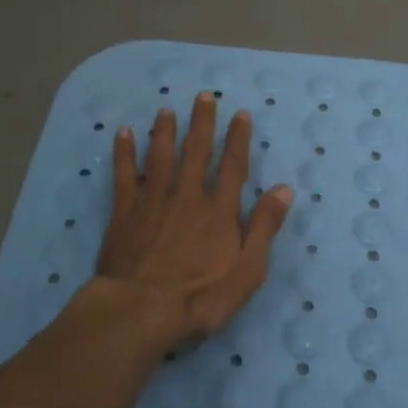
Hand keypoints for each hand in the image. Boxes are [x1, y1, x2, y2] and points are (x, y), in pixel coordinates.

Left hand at [93, 92, 293, 346]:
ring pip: (161, 157)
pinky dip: (124, 153)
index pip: (233, 167)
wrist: (140, 311)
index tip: (240, 114)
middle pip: (196, 152)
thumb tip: (284, 189)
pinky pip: (125, 175)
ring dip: (165, 131)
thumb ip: (264, 228)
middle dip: (202, 122)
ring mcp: (153, 202)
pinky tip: (123, 133)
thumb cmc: (200, 298)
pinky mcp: (125, 213)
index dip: (238, 139)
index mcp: (219, 211)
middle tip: (204, 95)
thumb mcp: (247, 271)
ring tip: (167, 109)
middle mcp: (187, 197)